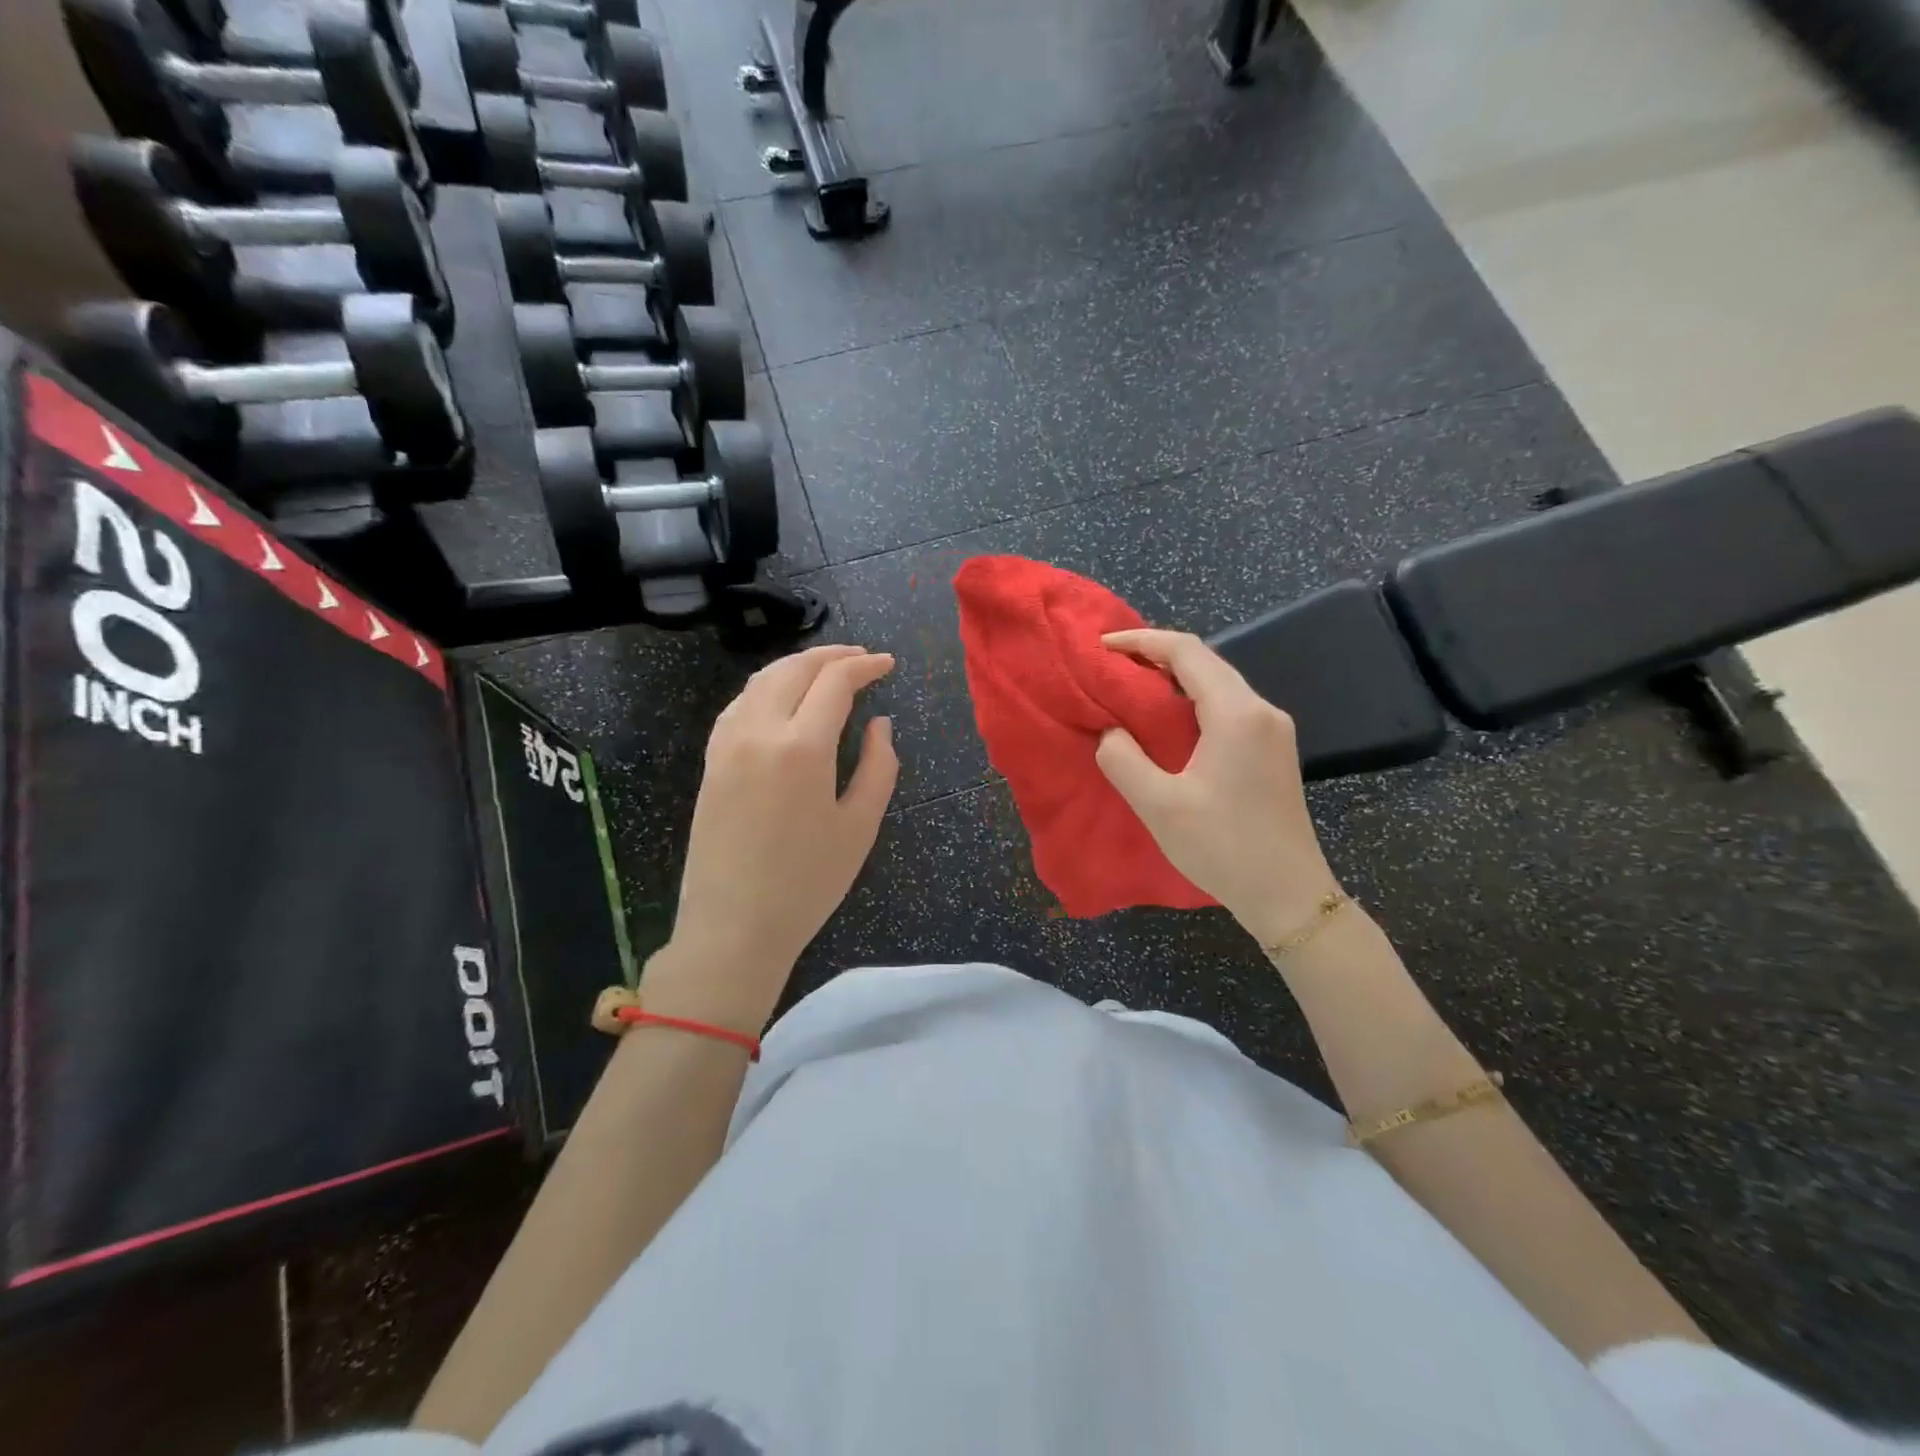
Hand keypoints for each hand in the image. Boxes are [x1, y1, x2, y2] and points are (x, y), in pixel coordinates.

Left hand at [643, 644, 897, 1032]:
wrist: (733, 927)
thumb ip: (879, 766)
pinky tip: (783, 698)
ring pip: (762, 680)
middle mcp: (759, 731)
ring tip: (826, 670)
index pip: (835, 682)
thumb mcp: (860, 827)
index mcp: (802, 747)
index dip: (865, 666)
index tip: (888, 664)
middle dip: (832, 655)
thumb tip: (880, 724)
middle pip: (794, 669)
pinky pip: (740, 704)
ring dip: (797, 665)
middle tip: (861, 657)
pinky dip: (768, 687)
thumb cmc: (807, 884)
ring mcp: (727, 744)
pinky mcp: (711, 761)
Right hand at [1094, 630, 1339, 944]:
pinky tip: (1167, 723)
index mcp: (1237, 714)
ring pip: (1217, 685)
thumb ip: (1123, 760)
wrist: (1289, 896)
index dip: (1141, 642)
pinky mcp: (1273, 751)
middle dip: (1155, 657)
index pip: (1187, 653)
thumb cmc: (1223, 848)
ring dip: (1174, 680)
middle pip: (1205, 662)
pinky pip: (1227, 708)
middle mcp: (1261, 711)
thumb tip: (1110, 732)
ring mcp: (1272, 731)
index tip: (1102, 647)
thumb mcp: (1159, 806)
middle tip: (1110, 668)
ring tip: (1130, 691)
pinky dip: (1192, 703)